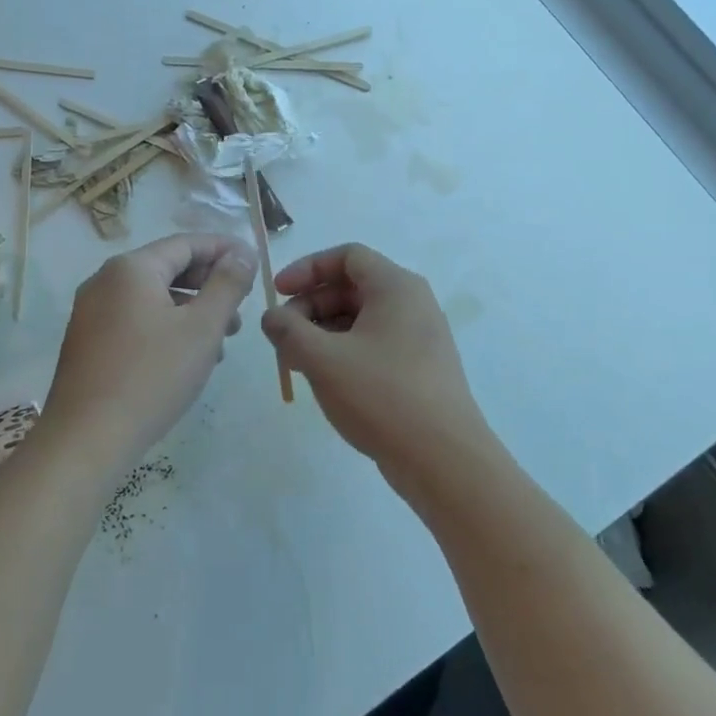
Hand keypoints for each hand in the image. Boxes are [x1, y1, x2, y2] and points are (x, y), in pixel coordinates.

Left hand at [40, 234, 256, 468]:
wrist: (86, 440)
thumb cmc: (152, 376)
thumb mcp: (202, 328)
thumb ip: (227, 284)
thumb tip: (242, 253)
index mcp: (131, 268)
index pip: (186, 243)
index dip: (225, 250)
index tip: (255, 264)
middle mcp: (105, 281)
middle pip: (169, 268)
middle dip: (210, 285)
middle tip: (241, 311)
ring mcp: (92, 313)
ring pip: (154, 298)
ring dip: (192, 311)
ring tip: (222, 342)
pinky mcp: (88, 342)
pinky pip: (136, 321)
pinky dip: (168, 328)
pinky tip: (188, 359)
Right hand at [261, 244, 496, 487]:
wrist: (443, 459)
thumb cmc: (381, 395)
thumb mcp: (322, 359)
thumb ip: (288, 330)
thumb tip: (272, 317)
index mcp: (396, 287)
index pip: (347, 256)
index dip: (307, 269)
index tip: (278, 293)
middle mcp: (412, 304)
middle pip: (352, 287)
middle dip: (311, 306)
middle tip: (282, 336)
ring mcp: (419, 338)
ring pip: (361, 319)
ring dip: (323, 332)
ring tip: (296, 362)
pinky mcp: (419, 368)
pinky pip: (374, 344)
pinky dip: (344, 351)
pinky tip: (324, 379)